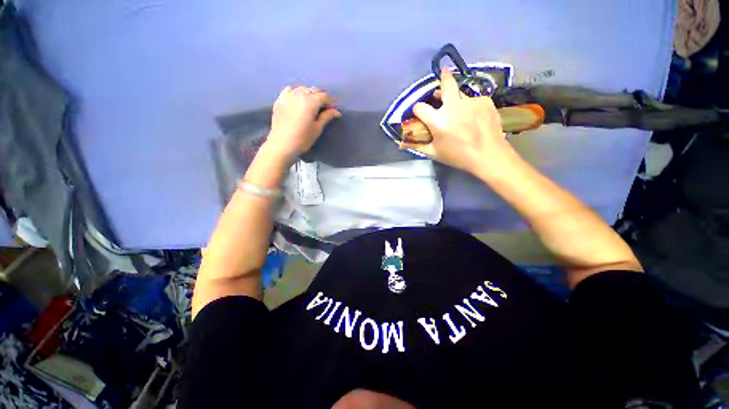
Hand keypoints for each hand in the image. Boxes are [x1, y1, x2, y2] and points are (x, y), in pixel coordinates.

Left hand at [265, 86, 341, 163]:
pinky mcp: (279, 100)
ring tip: (312, 104)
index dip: (330, 102)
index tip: (334, 109)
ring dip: (309, 93)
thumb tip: (336, 111)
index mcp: (310, 102)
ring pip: (302, 88)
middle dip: (321, 97)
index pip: (324, 96)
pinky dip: (296, 92)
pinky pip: (289, 90)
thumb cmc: (303, 139)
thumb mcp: (317, 129)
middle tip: (325, 108)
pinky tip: (298, 99)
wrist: (281, 145)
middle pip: (313, 90)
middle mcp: (299, 94)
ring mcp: (287, 96)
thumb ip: (326, 117)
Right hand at [400, 69, 514, 175]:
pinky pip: (474, 98)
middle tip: (443, 73)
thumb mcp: (434, 153)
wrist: (489, 155)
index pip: (420, 107)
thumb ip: (418, 146)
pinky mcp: (485, 101)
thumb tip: (402, 143)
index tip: (419, 112)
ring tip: (458, 105)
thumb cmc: (458, 156)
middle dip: (443, 77)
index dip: (417, 109)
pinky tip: (473, 115)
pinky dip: (470, 104)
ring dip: (456, 96)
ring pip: (460, 92)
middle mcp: (453, 106)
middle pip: (446, 83)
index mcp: (438, 121)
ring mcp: (471, 101)